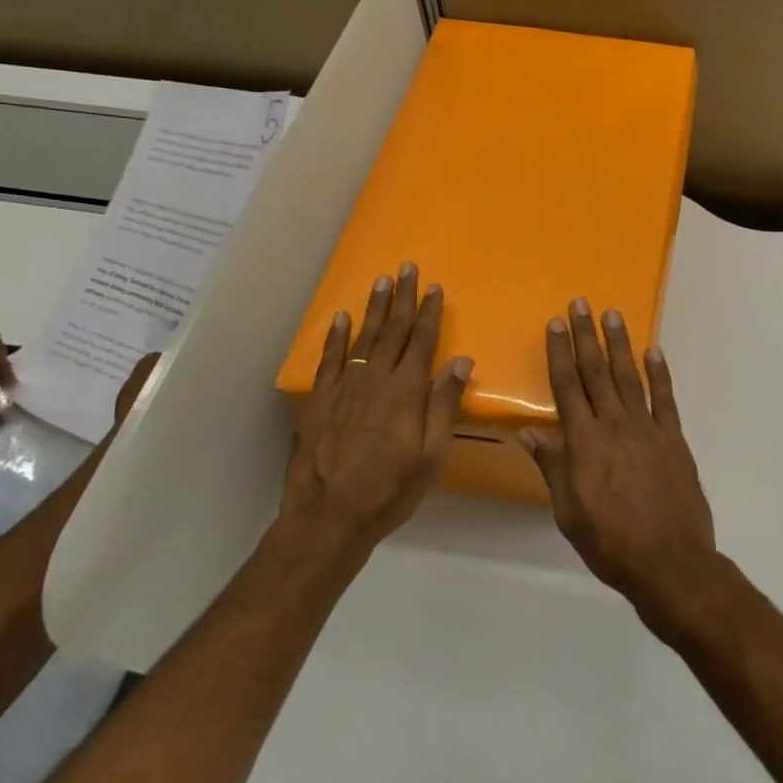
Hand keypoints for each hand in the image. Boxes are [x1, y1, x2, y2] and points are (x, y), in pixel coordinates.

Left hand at [284, 263, 472, 561]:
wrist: (330, 514)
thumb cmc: (391, 488)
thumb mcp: (432, 455)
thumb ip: (444, 405)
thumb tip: (461, 360)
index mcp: (407, 390)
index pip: (423, 341)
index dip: (430, 312)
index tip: (436, 287)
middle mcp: (376, 378)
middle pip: (394, 330)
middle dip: (404, 298)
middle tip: (407, 268)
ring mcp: (345, 386)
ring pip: (363, 336)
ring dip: (375, 308)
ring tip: (382, 281)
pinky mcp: (321, 399)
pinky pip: (330, 358)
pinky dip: (335, 336)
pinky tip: (341, 317)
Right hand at [521, 300, 716, 622]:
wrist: (669, 561)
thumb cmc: (610, 542)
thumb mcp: (569, 512)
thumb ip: (553, 467)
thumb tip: (529, 432)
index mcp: (585, 443)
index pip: (567, 388)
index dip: (559, 353)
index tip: (554, 324)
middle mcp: (615, 426)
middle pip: (596, 373)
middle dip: (586, 336)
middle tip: (580, 303)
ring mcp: (648, 429)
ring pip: (629, 377)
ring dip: (620, 344)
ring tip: (613, 315)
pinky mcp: (674, 439)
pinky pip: (665, 399)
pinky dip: (660, 374)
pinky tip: (654, 352)